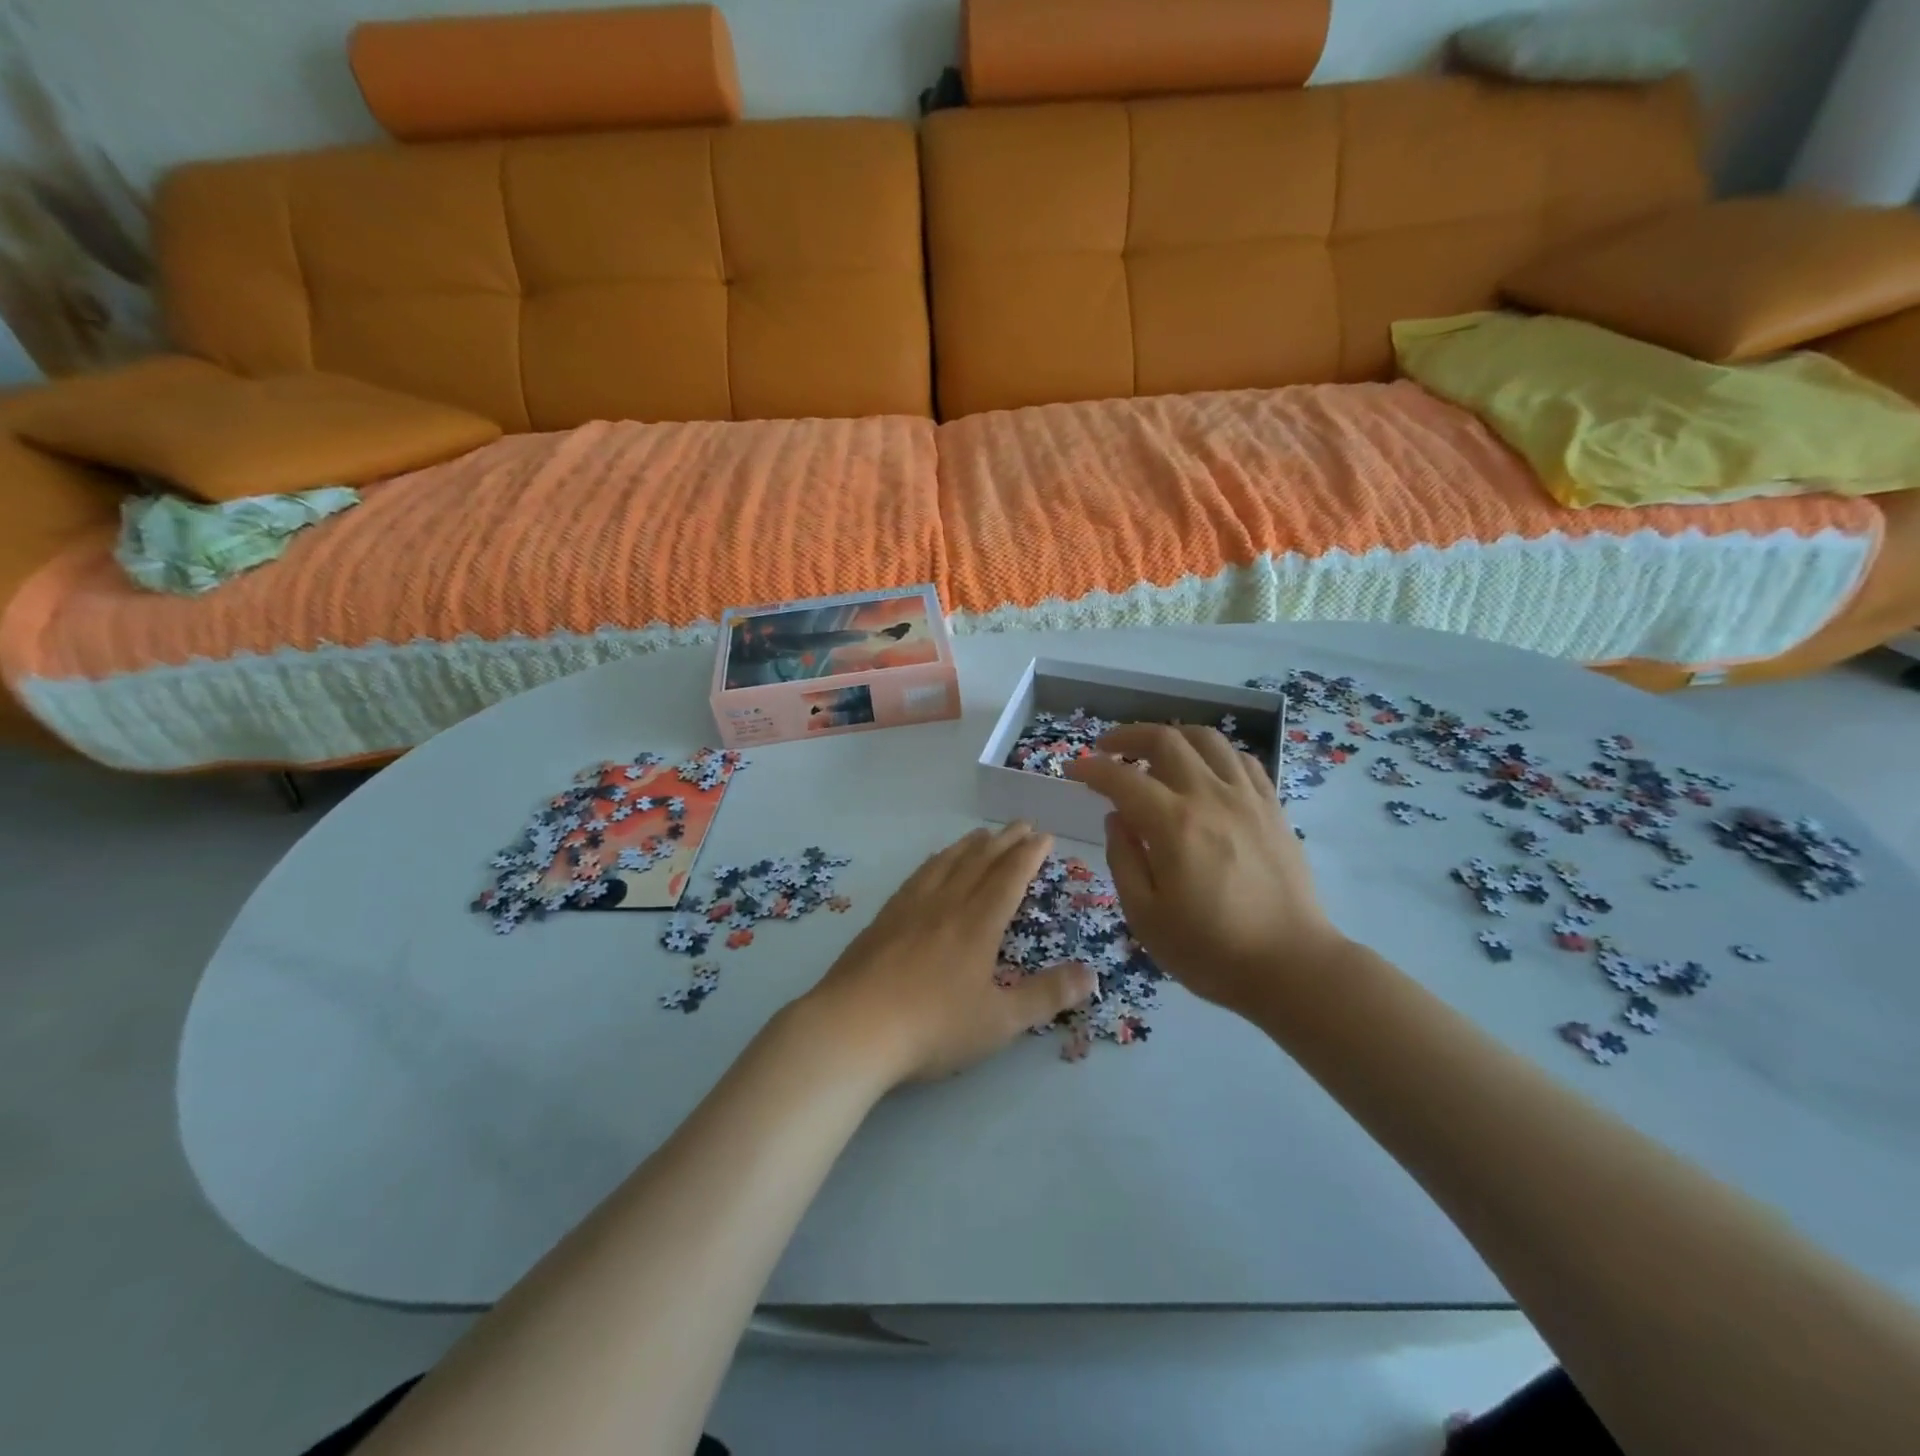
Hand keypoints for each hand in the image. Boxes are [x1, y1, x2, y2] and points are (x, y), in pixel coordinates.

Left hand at [799, 824, 1095, 1085]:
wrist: (854, 1027)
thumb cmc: (933, 1027)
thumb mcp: (1000, 1021)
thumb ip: (1046, 996)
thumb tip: (1092, 975)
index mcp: (977, 924)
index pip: (1009, 878)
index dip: (1029, 855)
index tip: (1044, 835)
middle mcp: (946, 904)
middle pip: (979, 862)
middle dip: (1005, 841)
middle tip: (1022, 824)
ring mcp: (910, 908)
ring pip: (946, 863)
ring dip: (969, 845)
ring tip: (982, 834)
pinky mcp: (883, 919)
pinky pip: (917, 876)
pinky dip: (934, 862)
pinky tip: (932, 864)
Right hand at [1066, 725, 1348, 1017]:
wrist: (1291, 966)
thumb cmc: (1210, 949)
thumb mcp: (1145, 916)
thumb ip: (1124, 859)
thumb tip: (1116, 819)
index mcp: (1174, 825)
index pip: (1122, 779)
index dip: (1092, 769)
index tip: (1074, 771)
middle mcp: (1211, 797)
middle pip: (1166, 740)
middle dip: (1128, 736)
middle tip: (1107, 748)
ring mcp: (1247, 798)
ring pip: (1207, 739)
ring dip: (1173, 735)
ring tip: (1154, 751)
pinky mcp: (1273, 808)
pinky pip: (1241, 760)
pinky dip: (1213, 753)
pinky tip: (1203, 770)